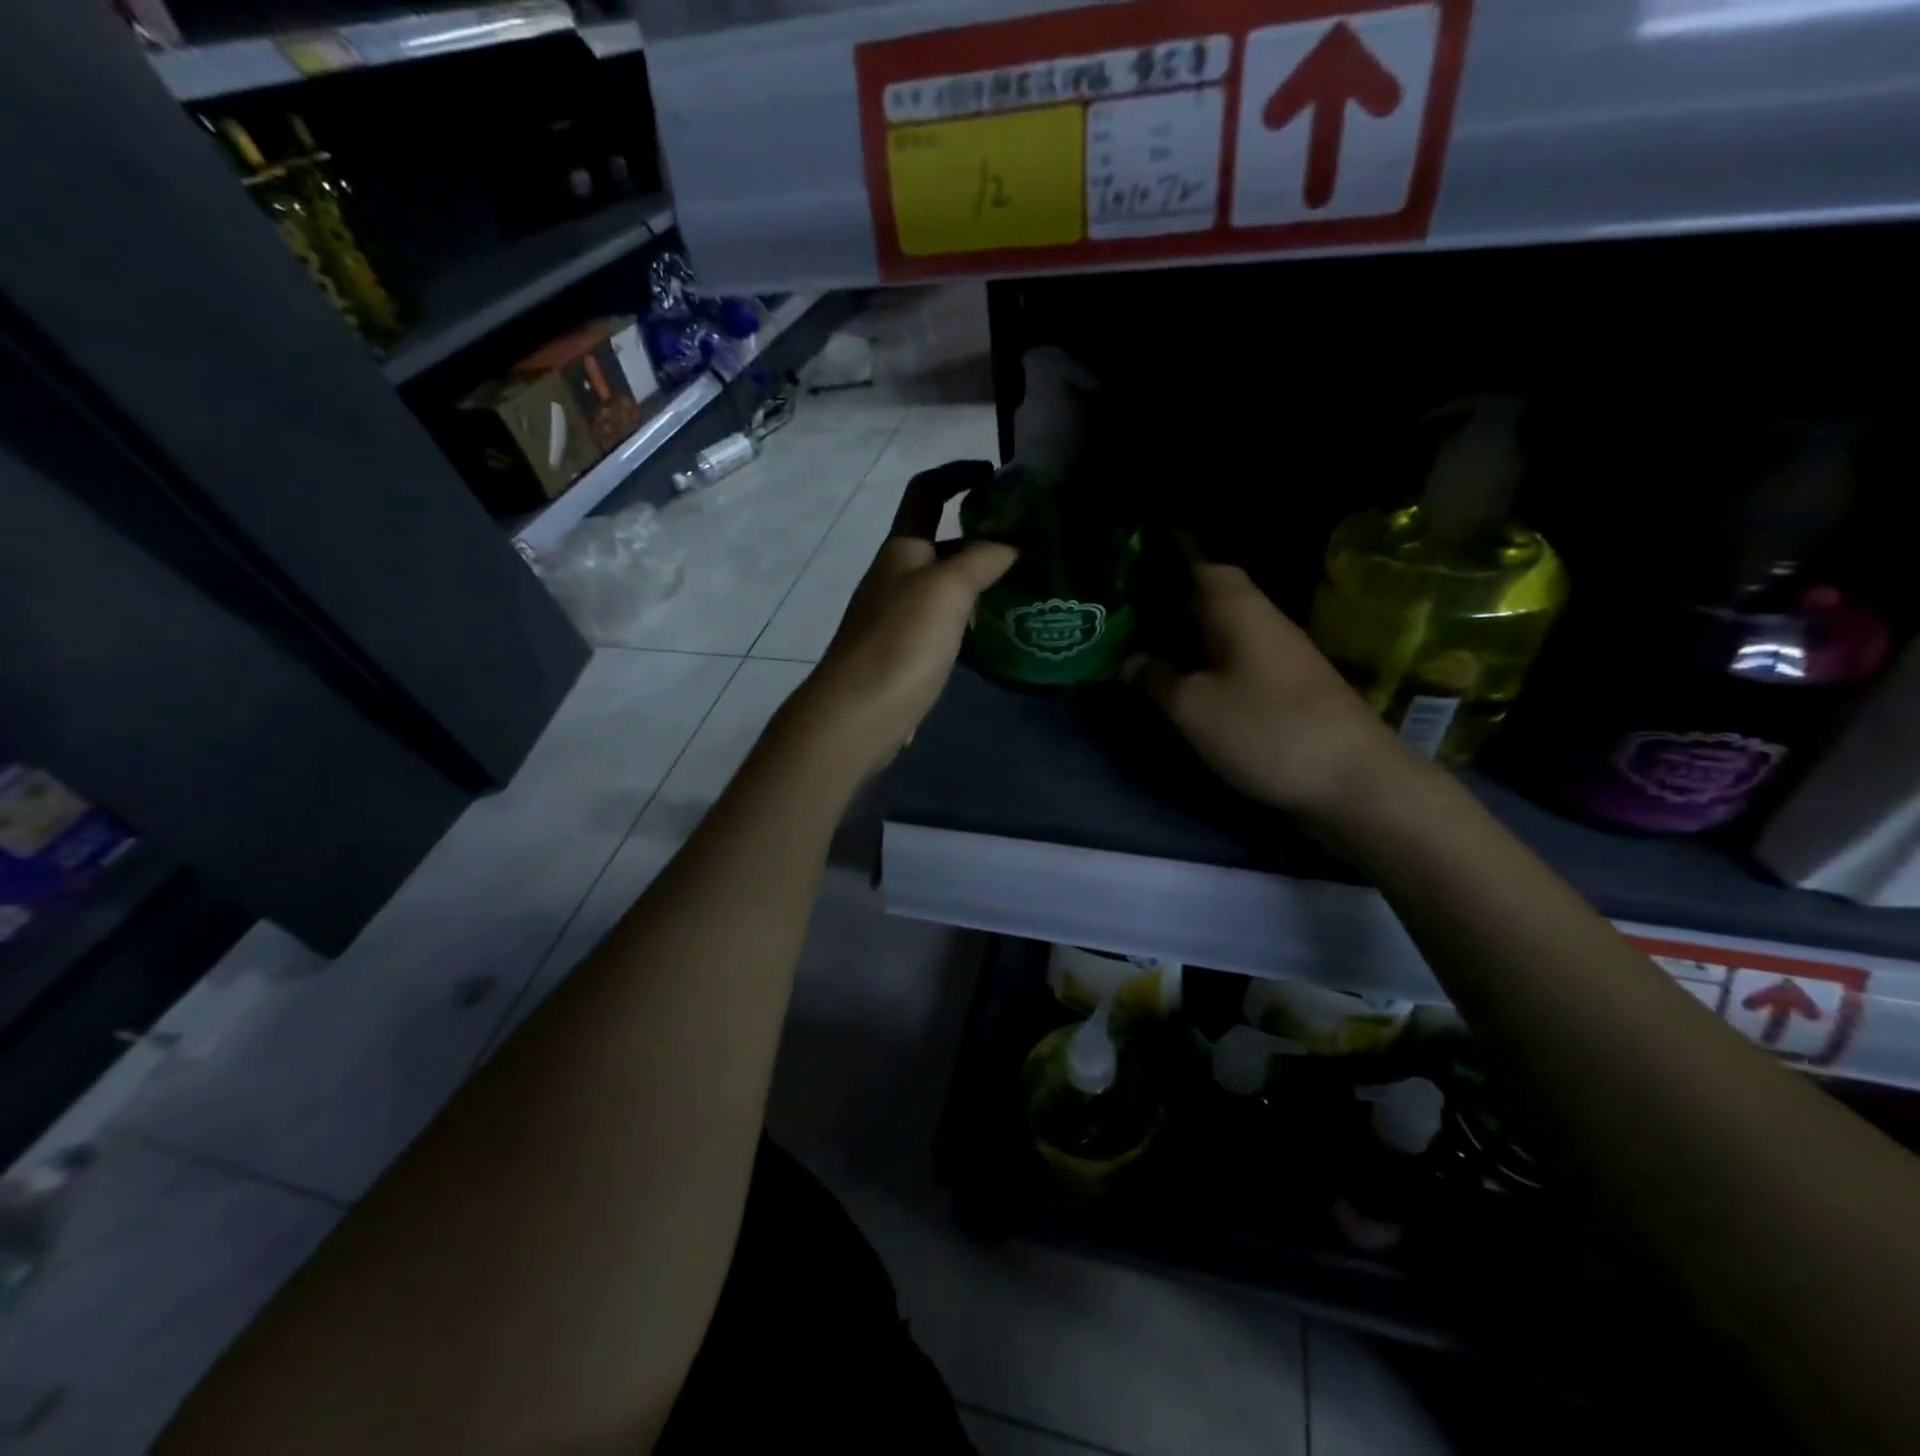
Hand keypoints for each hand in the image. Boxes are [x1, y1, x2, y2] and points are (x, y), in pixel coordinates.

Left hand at [791, 463, 1014, 780]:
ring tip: (1021, 585)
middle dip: (979, 533)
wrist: (858, 715)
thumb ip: (981, 560)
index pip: (926, 492)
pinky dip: (968, 616)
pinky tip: (992, 631)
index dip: (956, 474)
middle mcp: (896, 578)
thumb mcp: (947, 590)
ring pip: (942, 585)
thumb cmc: (901, 643)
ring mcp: (896, 618)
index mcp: (902, 550)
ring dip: (977, 578)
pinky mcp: (903, 654)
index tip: (994, 473)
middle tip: (1027, 542)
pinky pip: (941, 622)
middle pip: (938, 540)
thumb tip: (1009, 545)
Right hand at [1124, 559, 1412, 821]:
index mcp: (1240, 612)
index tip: (1144, 545)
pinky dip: (1205, 658)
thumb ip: (1158, 680)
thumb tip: (1131, 662)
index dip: (1175, 552)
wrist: (1353, 780)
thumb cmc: (1266, 730)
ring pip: (1224, 629)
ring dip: (1187, 630)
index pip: (1204, 565)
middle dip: (1171, 595)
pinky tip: (1184, 676)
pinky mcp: (1286, 689)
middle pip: (1213, 596)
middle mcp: (1263, 623)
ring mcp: (1279, 657)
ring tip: (1144, 637)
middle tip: (1126, 601)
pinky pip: (1235, 658)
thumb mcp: (1195, 707)